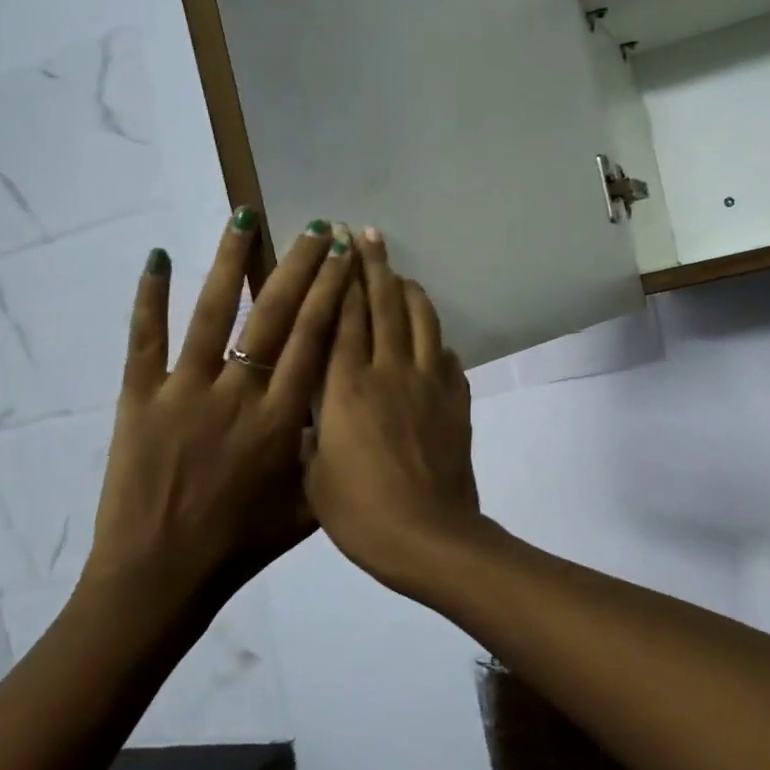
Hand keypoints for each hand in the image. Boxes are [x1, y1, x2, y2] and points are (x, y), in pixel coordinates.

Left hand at [79, 208, 353, 650]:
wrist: (159, 577)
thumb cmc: (240, 546)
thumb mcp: (306, 506)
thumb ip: (328, 456)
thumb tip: (346, 412)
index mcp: (282, 419)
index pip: (314, 340)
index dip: (332, 293)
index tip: (346, 258)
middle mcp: (238, 394)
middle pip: (274, 315)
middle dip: (300, 266)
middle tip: (317, 228)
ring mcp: (183, 392)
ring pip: (211, 313)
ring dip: (231, 262)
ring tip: (245, 217)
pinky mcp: (138, 400)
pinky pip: (143, 340)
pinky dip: (148, 297)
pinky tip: (156, 257)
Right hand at [306, 230, 481, 589]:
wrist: (426, 535)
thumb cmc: (358, 512)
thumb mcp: (312, 474)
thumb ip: (312, 431)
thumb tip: (313, 409)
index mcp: (345, 387)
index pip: (342, 317)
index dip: (340, 278)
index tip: (337, 245)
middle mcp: (389, 371)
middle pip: (384, 306)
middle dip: (375, 266)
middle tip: (369, 234)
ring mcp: (429, 383)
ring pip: (421, 321)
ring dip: (410, 291)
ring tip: (400, 273)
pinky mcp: (457, 400)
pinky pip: (447, 357)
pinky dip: (437, 339)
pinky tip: (432, 337)